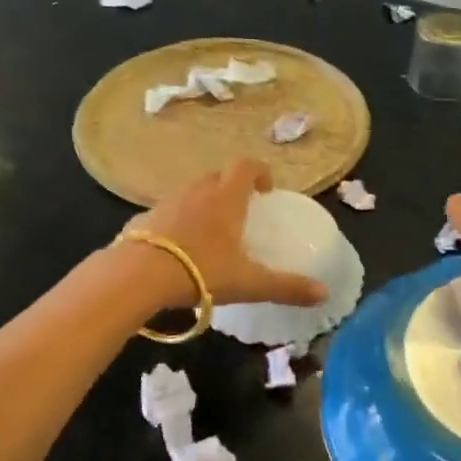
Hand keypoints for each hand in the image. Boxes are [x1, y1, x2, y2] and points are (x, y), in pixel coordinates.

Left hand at [125, 159, 328, 308]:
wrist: (137, 276)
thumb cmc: (200, 271)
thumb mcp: (249, 283)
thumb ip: (286, 287)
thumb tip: (324, 294)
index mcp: (226, 198)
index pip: (246, 166)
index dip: (259, 172)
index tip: (266, 190)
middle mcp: (196, 192)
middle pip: (217, 176)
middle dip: (232, 187)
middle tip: (241, 212)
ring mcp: (166, 203)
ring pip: (190, 193)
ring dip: (203, 203)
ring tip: (210, 233)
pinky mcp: (142, 219)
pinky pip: (166, 213)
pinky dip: (177, 223)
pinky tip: (177, 250)